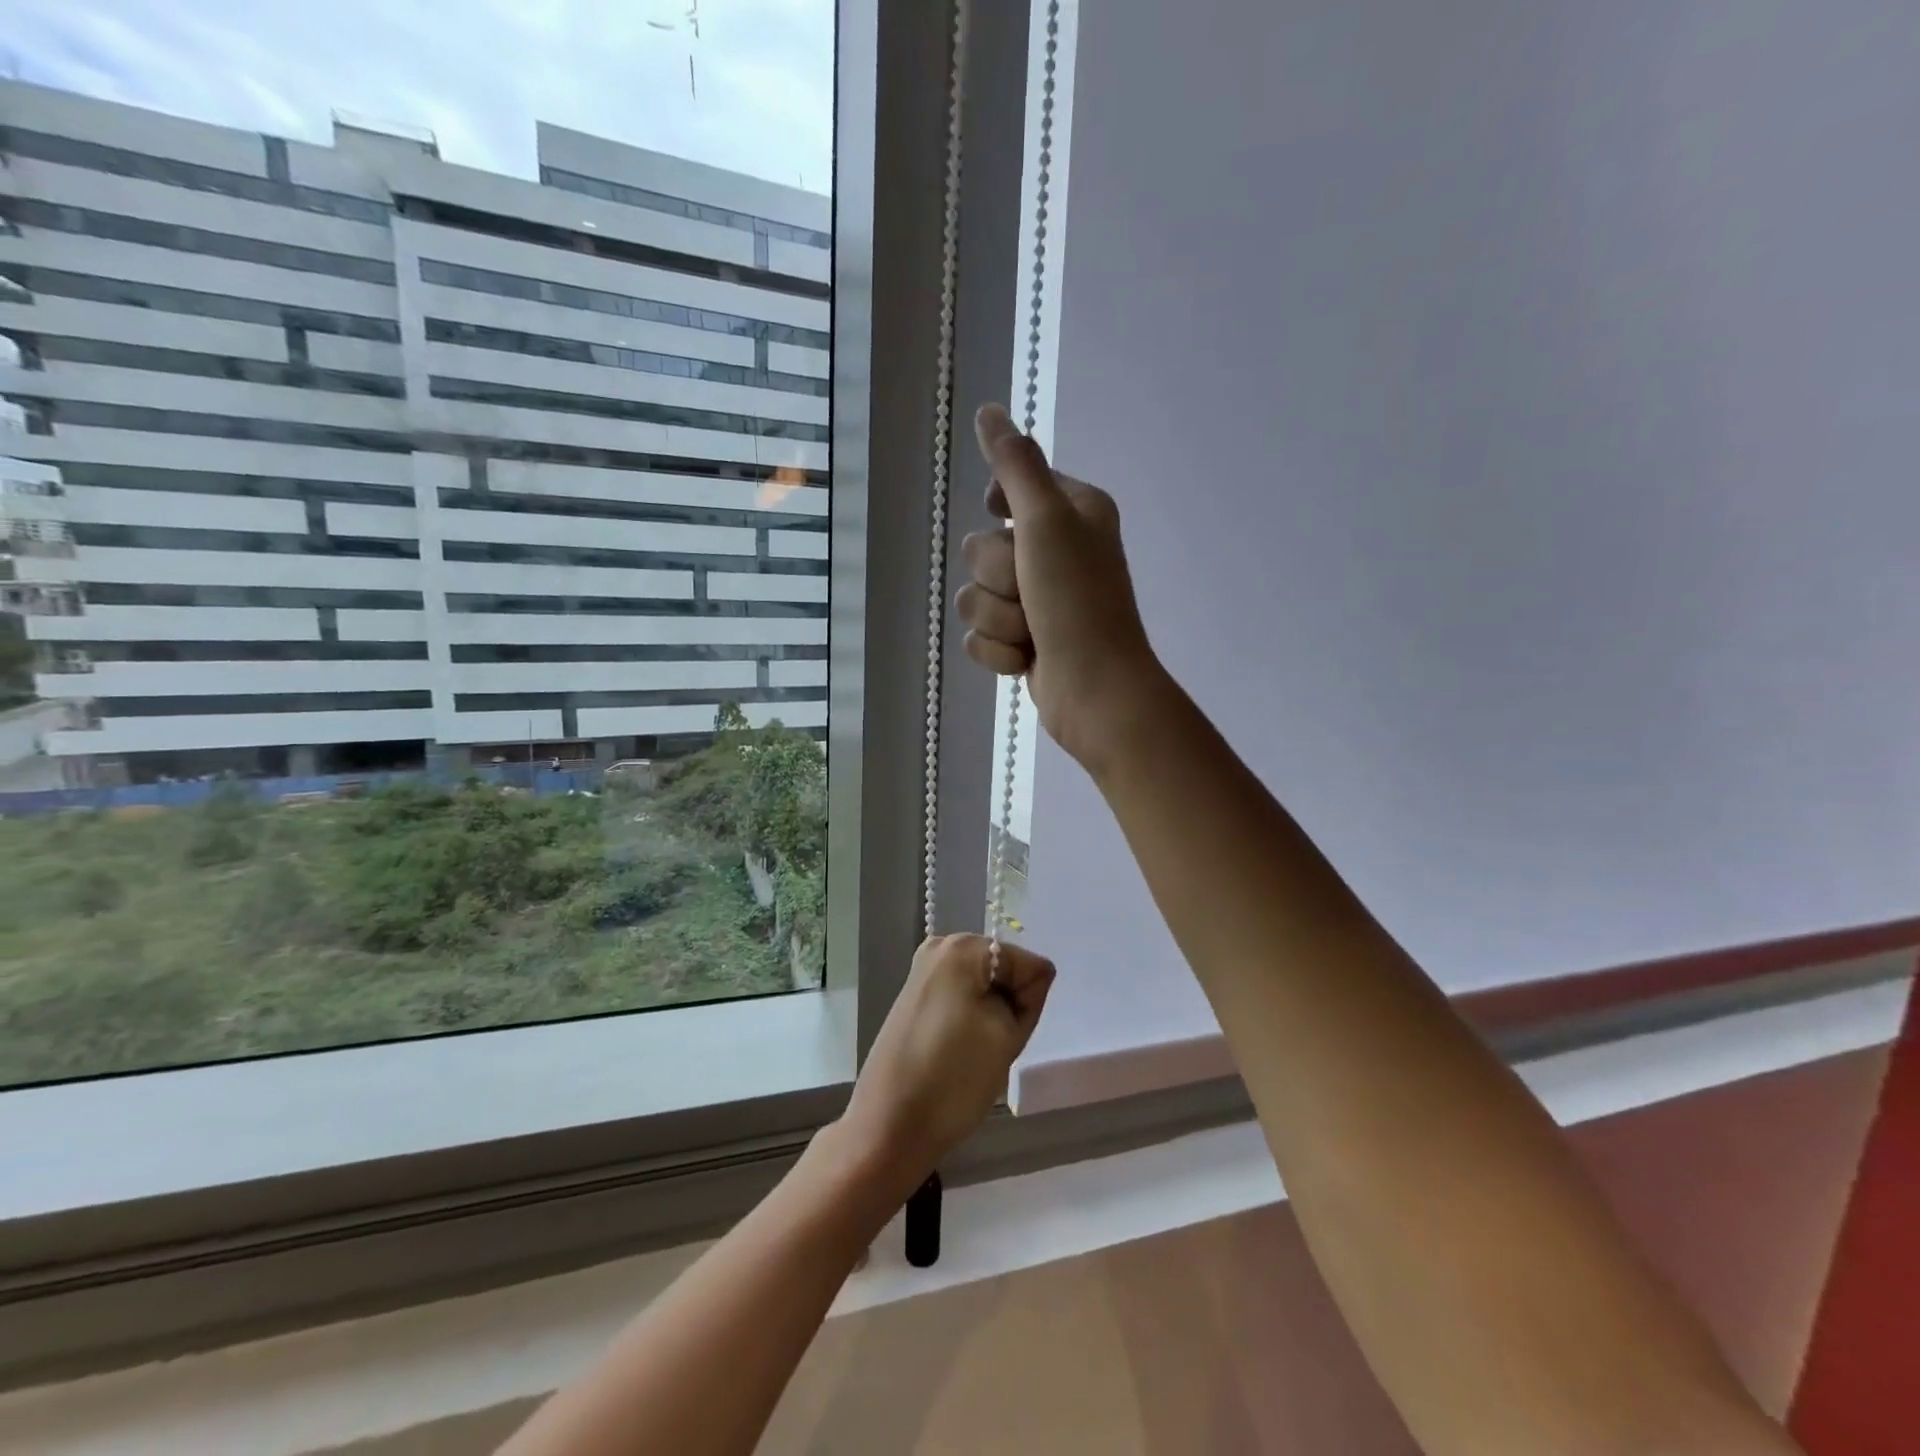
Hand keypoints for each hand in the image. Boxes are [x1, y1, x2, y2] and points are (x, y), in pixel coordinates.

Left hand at [840, 934, 1054, 1187]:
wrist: (889, 1126)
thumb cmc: (953, 1077)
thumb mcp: (1008, 1035)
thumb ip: (1030, 994)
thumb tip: (1029, 978)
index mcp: (964, 947)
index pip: (1028, 965)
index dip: (1026, 1003)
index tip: (1004, 1035)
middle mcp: (940, 946)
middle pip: (1005, 971)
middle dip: (1007, 1006)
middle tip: (989, 1045)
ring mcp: (922, 971)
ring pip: (985, 988)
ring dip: (989, 1017)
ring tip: (970, 1050)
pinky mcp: (914, 996)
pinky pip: (962, 999)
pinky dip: (968, 1022)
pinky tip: (954, 1050)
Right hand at [958, 403, 1165, 771]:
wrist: (1094, 689)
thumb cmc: (1076, 600)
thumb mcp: (1047, 520)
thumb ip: (1015, 465)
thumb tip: (988, 409)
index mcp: (1072, 513)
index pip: (1007, 489)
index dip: (1000, 510)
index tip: (1011, 523)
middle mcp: (1056, 551)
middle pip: (980, 548)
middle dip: (999, 577)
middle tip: (1033, 591)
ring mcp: (1038, 601)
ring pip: (974, 595)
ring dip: (998, 617)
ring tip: (1031, 632)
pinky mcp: (1023, 640)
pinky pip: (979, 634)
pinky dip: (998, 650)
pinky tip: (1024, 658)